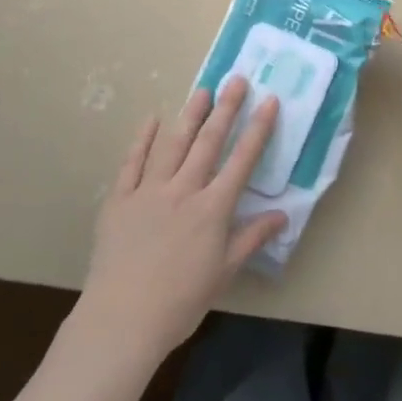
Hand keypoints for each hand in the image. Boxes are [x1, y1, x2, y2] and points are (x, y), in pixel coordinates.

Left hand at [80, 78, 286, 357]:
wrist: (121, 320)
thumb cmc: (180, 302)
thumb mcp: (224, 273)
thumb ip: (252, 239)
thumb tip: (282, 216)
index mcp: (213, 209)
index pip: (242, 160)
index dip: (258, 129)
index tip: (269, 101)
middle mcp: (184, 191)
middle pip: (208, 142)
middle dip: (226, 109)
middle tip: (237, 80)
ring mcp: (149, 192)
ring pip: (173, 144)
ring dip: (189, 115)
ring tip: (202, 90)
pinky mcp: (119, 200)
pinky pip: (132, 163)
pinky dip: (142, 139)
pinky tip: (151, 119)